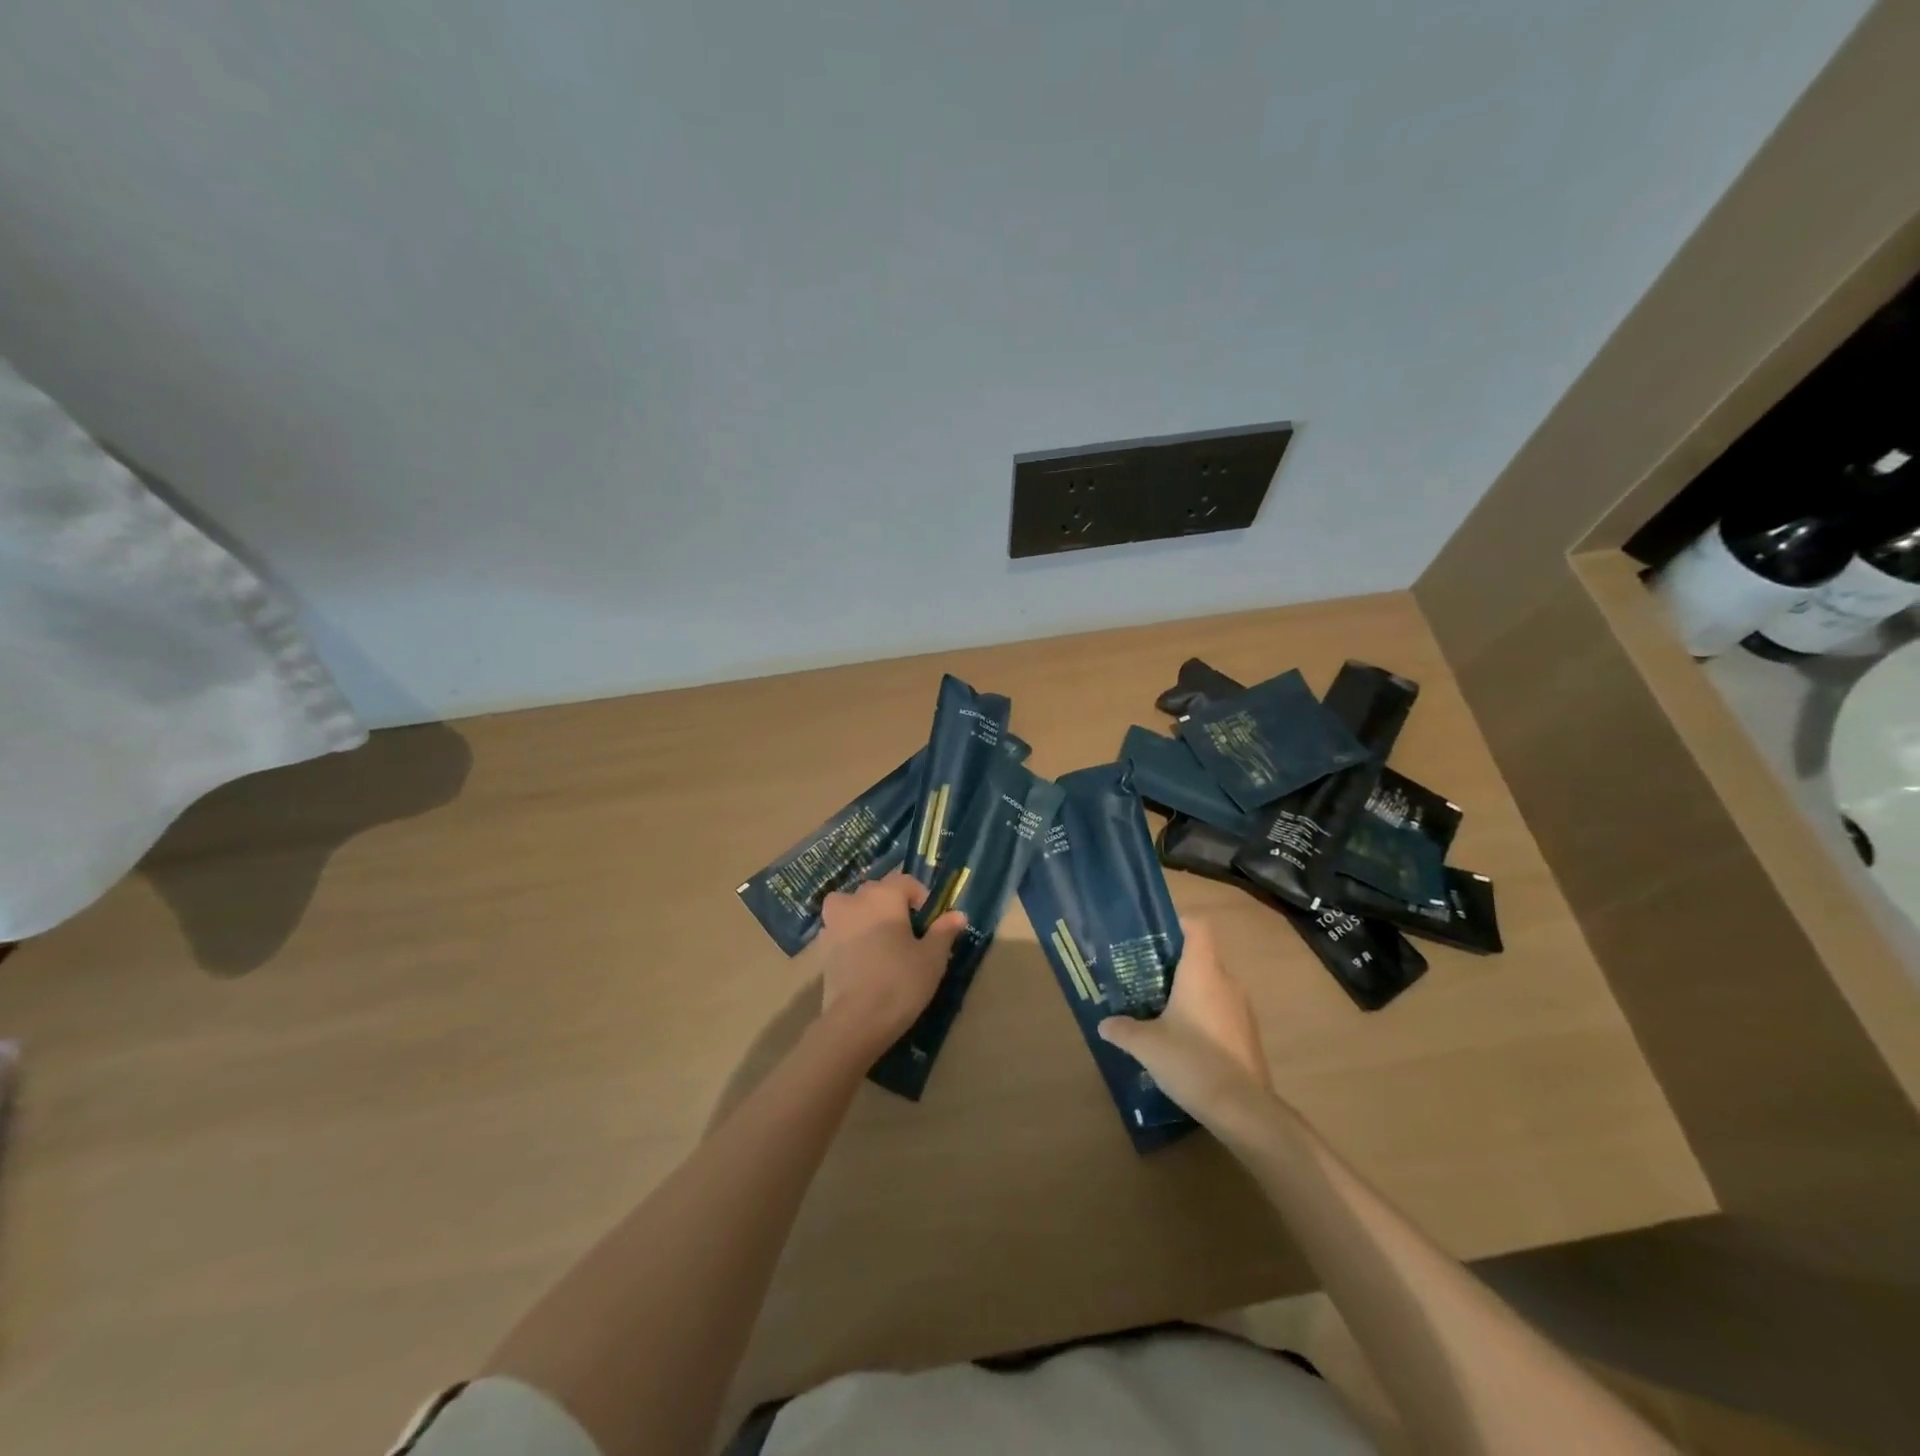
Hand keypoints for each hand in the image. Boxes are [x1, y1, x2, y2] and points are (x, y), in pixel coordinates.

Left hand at [806, 871, 966, 1054]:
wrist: (855, 1021)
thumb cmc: (900, 982)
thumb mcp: (932, 957)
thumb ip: (944, 931)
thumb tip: (957, 914)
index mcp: (884, 896)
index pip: (905, 882)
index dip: (921, 898)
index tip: (930, 924)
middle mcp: (855, 901)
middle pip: (878, 892)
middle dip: (894, 906)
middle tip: (909, 935)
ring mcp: (834, 923)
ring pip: (853, 907)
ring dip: (866, 916)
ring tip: (882, 943)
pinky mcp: (822, 947)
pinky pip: (841, 930)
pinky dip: (851, 936)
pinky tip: (864, 959)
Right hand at [1097, 919, 1273, 1120]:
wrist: (1242, 1109)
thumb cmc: (1191, 1060)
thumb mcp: (1146, 1045)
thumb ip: (1123, 1029)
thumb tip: (1104, 1024)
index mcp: (1202, 971)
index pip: (1197, 927)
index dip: (1178, 924)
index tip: (1155, 936)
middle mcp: (1227, 982)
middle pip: (1203, 957)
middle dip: (1176, 964)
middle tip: (1147, 977)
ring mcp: (1242, 1009)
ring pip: (1213, 986)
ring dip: (1191, 992)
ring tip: (1162, 1009)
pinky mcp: (1248, 1035)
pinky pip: (1223, 1012)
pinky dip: (1205, 1017)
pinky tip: (1185, 1040)